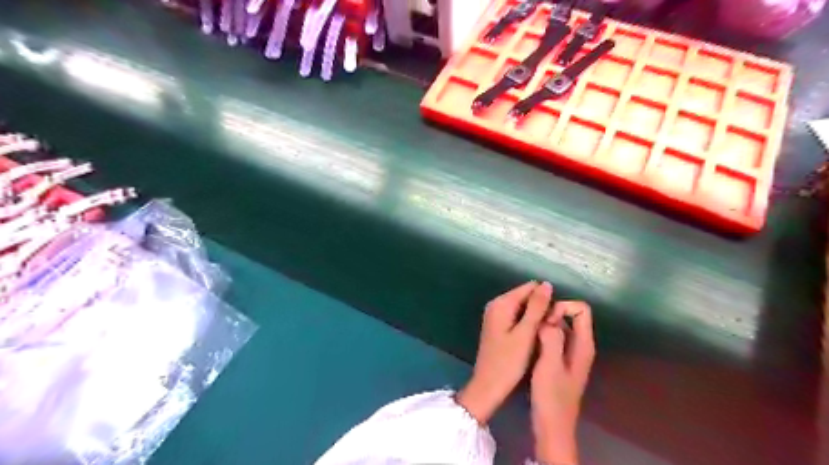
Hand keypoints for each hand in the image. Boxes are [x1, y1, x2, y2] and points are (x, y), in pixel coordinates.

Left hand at [457, 281, 552, 426]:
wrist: (488, 386)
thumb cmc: (508, 362)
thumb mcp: (526, 333)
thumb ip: (536, 308)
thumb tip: (547, 284)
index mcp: (501, 303)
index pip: (530, 287)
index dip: (546, 299)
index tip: (554, 318)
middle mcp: (496, 304)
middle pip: (526, 296)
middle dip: (540, 308)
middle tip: (550, 328)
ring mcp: (495, 315)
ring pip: (523, 307)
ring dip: (535, 317)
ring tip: (544, 334)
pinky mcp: (497, 326)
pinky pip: (517, 317)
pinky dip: (526, 323)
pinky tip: (534, 338)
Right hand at [532, 300, 596, 462]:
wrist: (552, 426)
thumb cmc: (552, 396)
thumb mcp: (550, 365)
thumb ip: (552, 338)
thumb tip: (548, 318)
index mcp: (583, 344)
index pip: (581, 309)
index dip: (562, 307)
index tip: (545, 319)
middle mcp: (580, 345)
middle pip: (570, 315)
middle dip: (551, 313)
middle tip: (532, 324)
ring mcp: (570, 353)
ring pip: (559, 326)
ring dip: (544, 324)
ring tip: (527, 331)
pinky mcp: (559, 360)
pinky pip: (552, 337)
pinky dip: (542, 334)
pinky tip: (528, 342)